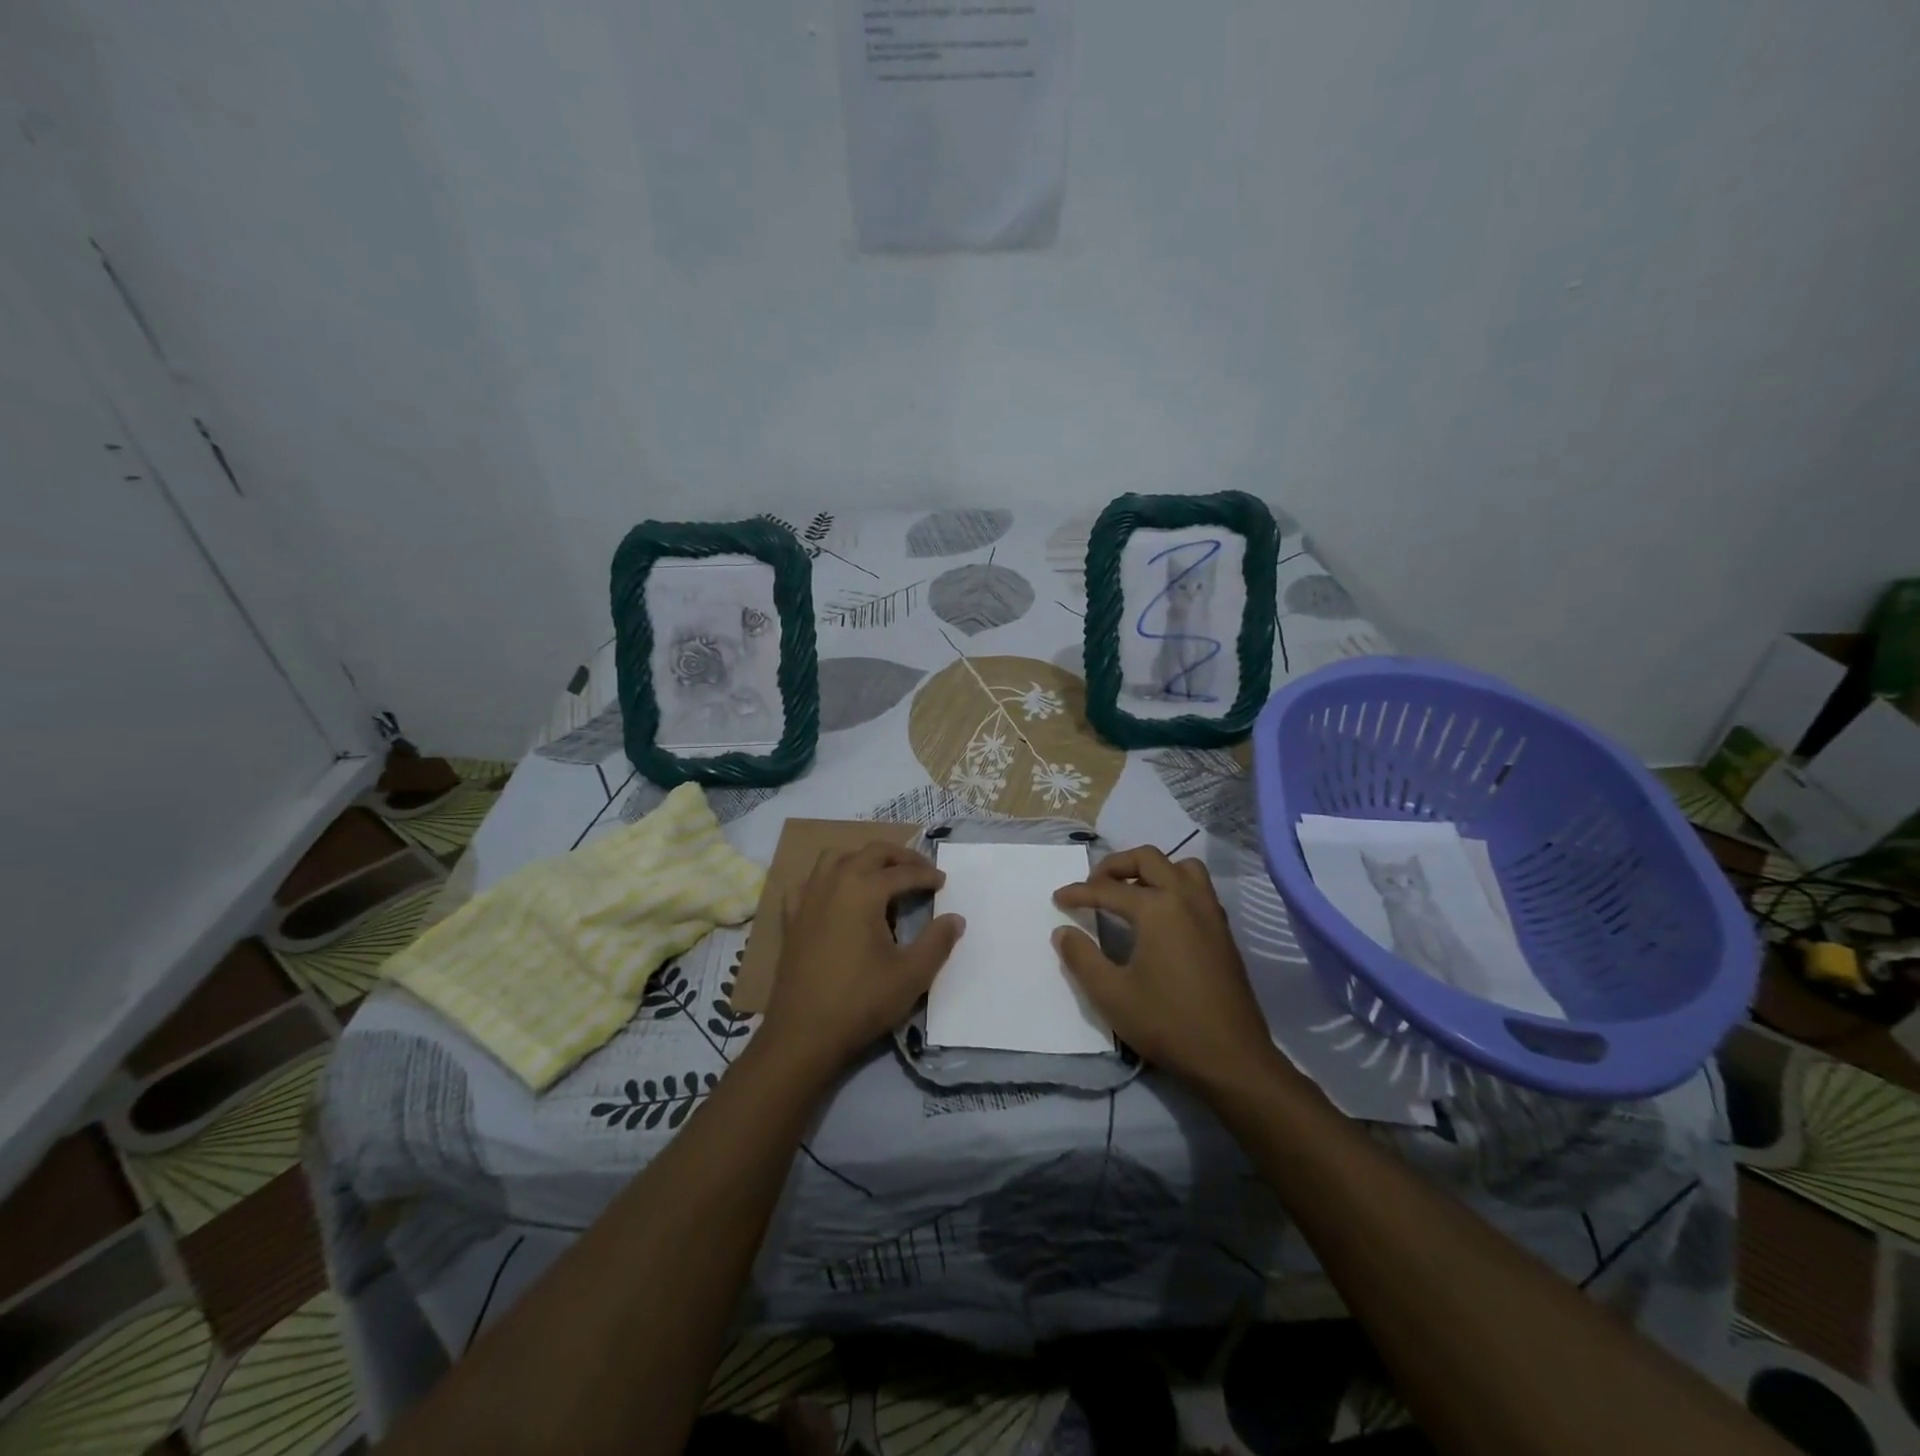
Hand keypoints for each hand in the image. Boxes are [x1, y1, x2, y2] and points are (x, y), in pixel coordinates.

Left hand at [760, 843, 965, 1079]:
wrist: (804, 1034)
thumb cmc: (861, 1001)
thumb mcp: (912, 974)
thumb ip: (938, 942)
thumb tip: (956, 919)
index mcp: (864, 890)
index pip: (903, 873)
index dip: (927, 875)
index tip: (943, 882)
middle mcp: (834, 883)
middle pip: (870, 853)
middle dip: (899, 857)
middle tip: (920, 870)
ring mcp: (808, 898)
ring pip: (836, 858)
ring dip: (863, 859)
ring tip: (880, 875)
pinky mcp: (791, 918)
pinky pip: (809, 883)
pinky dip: (826, 879)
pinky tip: (835, 896)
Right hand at [1053, 848, 1275, 1088]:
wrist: (1232, 1058)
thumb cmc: (1167, 1023)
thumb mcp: (1111, 994)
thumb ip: (1082, 958)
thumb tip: (1062, 932)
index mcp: (1157, 908)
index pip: (1108, 889)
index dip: (1078, 893)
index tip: (1057, 900)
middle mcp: (1186, 898)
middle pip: (1148, 859)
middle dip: (1115, 866)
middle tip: (1093, 885)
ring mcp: (1210, 912)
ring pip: (1180, 866)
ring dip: (1152, 870)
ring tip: (1130, 892)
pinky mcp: (1223, 930)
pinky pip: (1198, 888)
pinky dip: (1174, 885)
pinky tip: (1161, 916)